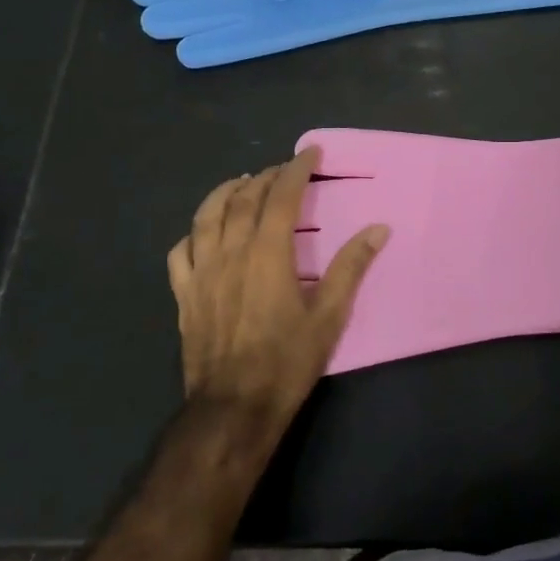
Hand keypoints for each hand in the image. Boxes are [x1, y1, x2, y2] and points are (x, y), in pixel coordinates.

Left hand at [168, 147, 387, 433]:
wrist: (233, 408)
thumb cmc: (287, 361)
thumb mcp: (330, 316)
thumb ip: (351, 267)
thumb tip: (378, 228)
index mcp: (268, 254)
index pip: (282, 196)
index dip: (296, 170)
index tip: (309, 152)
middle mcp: (231, 253)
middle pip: (243, 200)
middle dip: (265, 177)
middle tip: (282, 169)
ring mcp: (202, 273)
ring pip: (206, 217)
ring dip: (224, 193)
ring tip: (240, 183)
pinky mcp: (184, 295)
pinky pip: (181, 252)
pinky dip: (193, 233)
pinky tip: (203, 233)